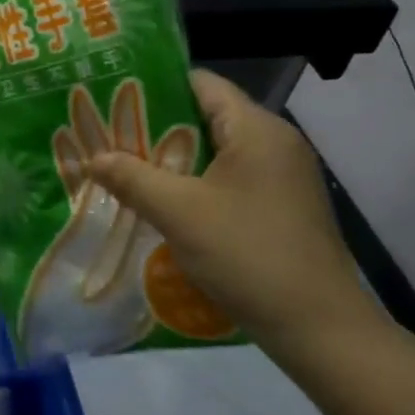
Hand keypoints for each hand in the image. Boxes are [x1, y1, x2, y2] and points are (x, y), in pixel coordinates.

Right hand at [88, 69, 384, 364]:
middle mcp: (274, 142)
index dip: (153, 86)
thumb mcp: (179, 213)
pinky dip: (195, 182)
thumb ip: (131, 177)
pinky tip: (163, 202)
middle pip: (205, 115)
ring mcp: (282, 176)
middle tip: (107, 135)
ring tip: (124, 167)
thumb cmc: (249, 255)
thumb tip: (92, 157)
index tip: (111, 98)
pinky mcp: (282, 205)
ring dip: (172, 158)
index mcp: (256, 129)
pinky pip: (229, 178)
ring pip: (215, 150)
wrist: (322, 331)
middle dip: (155, 126)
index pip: (199, 83)